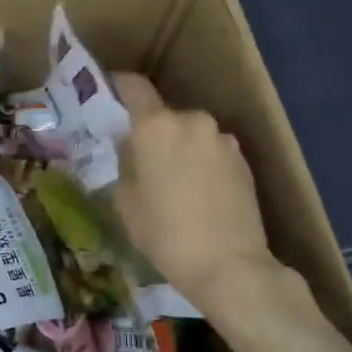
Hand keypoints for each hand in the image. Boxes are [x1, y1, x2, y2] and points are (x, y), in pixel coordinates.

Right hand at [112, 73, 278, 309]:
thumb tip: (131, 147)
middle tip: (140, 160)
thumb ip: (125, 163)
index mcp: (157, 126)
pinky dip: (201, 163)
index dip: (118, 85)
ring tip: (172, 183)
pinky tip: (197, 195)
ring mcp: (222, 140)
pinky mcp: (243, 161)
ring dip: (178, 148)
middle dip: (151, 132)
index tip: (108, 93)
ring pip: (190, 134)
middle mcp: (192, 121)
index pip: (134, 86)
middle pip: (164, 115)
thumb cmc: (165, 233)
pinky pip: (211, 152)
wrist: (230, 265)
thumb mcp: (125, 201)